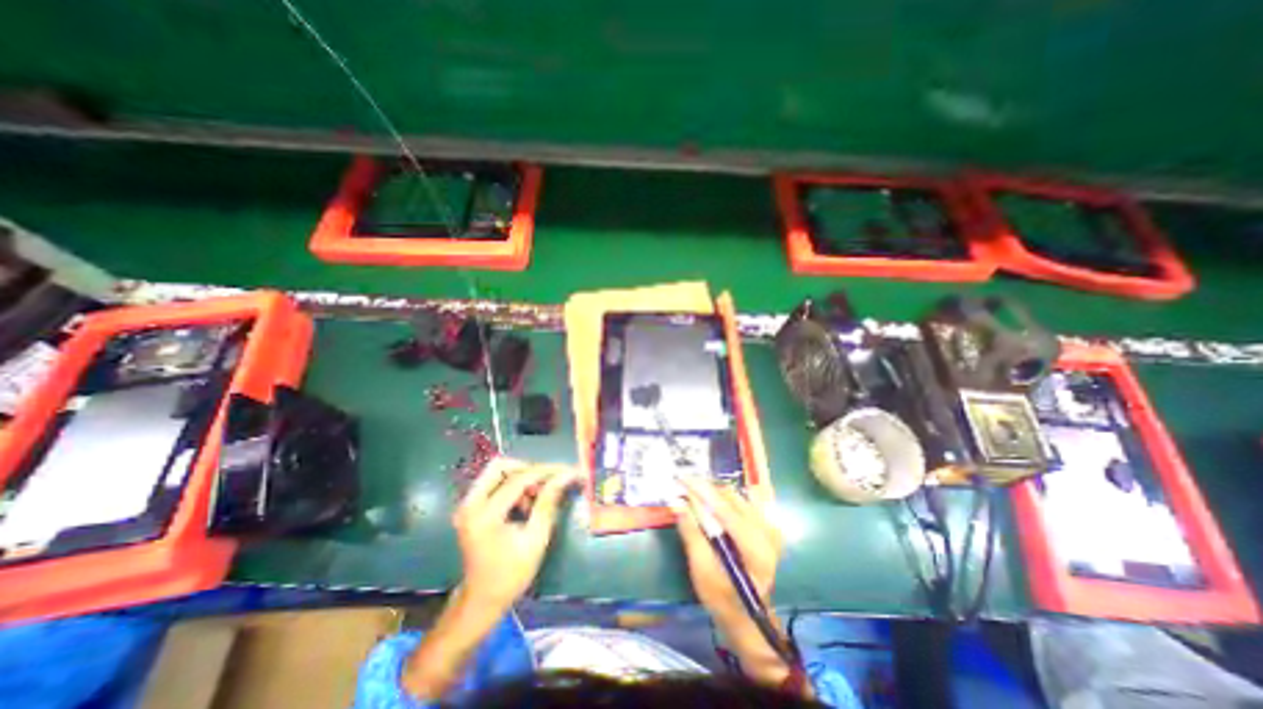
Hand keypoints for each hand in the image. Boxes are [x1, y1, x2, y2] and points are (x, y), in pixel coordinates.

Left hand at [455, 453, 576, 615]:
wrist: (481, 599)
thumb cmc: (511, 574)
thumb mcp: (536, 539)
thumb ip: (548, 502)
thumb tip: (566, 475)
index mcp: (484, 516)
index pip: (518, 480)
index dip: (546, 472)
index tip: (568, 469)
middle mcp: (469, 504)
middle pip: (500, 466)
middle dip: (528, 469)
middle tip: (548, 481)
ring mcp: (467, 505)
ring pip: (496, 472)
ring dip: (521, 477)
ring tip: (538, 496)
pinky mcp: (470, 507)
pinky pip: (493, 483)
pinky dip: (513, 486)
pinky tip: (525, 503)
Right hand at [671, 476, 786, 685]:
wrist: (747, 614)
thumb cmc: (721, 597)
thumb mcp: (701, 569)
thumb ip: (691, 532)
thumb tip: (676, 502)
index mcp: (754, 548)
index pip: (724, 508)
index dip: (701, 490)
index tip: (681, 478)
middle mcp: (767, 532)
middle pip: (731, 498)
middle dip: (705, 490)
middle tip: (683, 489)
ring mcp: (769, 528)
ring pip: (736, 497)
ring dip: (713, 494)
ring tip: (694, 496)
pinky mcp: (766, 527)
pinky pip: (742, 502)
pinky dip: (724, 500)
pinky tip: (712, 506)